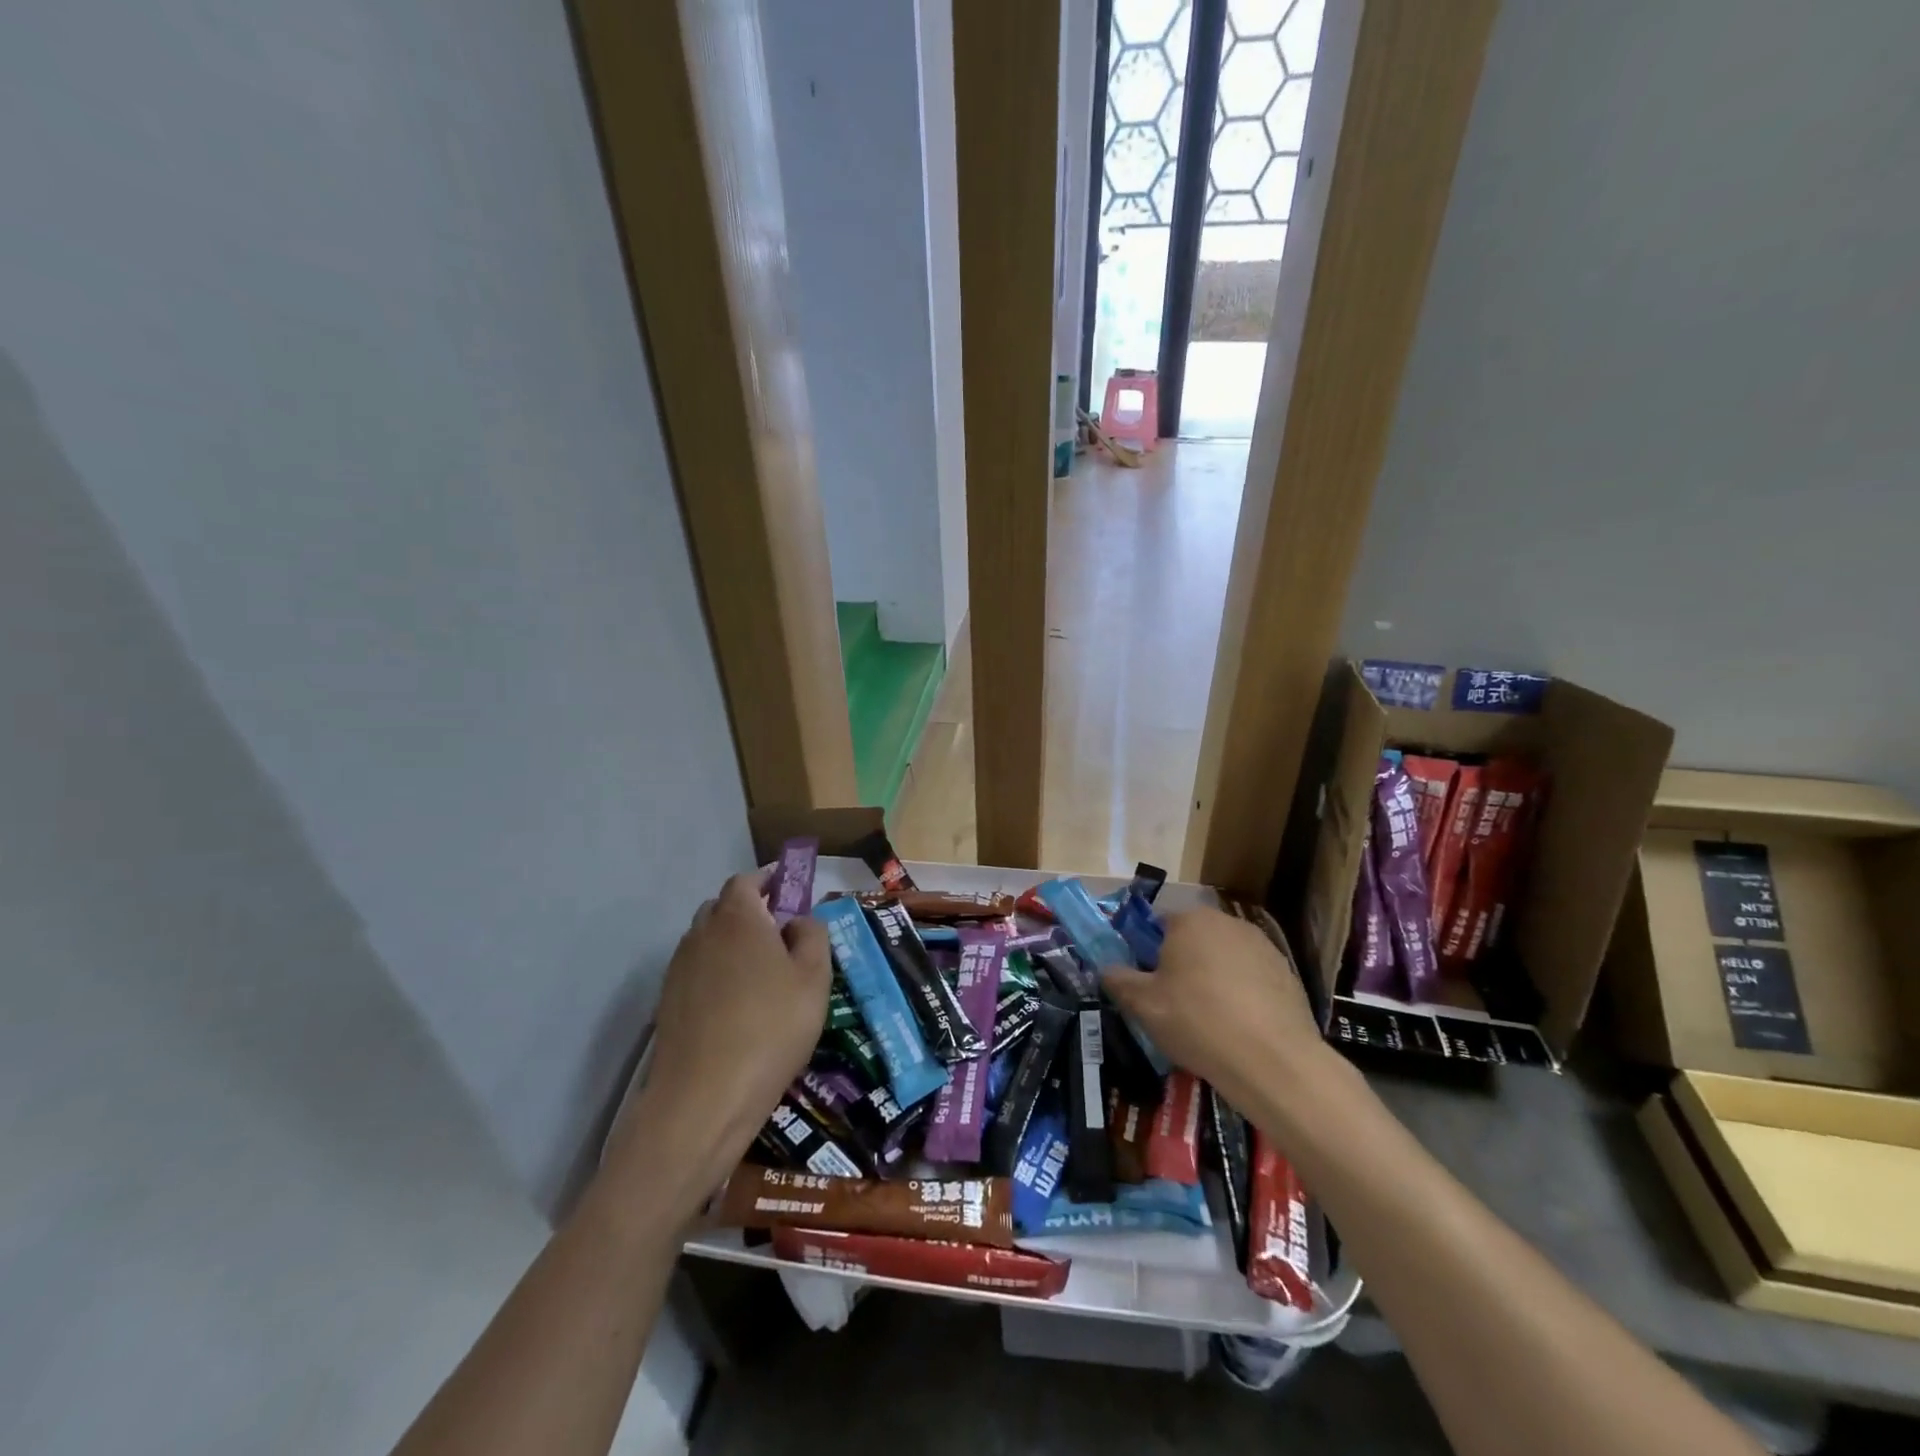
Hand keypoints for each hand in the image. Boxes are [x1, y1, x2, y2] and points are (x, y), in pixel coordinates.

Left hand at [606, 873, 829, 1213]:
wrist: (704, 1098)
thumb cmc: (771, 1027)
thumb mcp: (815, 978)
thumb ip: (813, 936)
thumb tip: (799, 920)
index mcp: (738, 918)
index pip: (746, 880)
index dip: (768, 880)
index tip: (789, 890)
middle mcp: (701, 933)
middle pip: (723, 907)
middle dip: (750, 911)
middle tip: (781, 935)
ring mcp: (679, 969)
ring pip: (707, 940)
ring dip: (731, 944)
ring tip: (761, 974)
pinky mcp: (668, 1003)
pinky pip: (697, 972)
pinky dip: (716, 974)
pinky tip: (737, 1006)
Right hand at [1102, 907, 1334, 1112]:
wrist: (1272, 1061)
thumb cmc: (1197, 1022)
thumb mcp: (1142, 1005)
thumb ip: (1118, 980)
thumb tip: (1106, 968)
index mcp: (1189, 920)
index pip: (1158, 923)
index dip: (1147, 952)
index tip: (1147, 983)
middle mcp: (1227, 922)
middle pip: (1193, 937)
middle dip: (1182, 963)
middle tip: (1173, 1002)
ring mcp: (1262, 945)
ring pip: (1224, 957)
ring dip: (1213, 976)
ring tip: (1209, 1018)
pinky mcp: (1287, 972)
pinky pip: (1252, 977)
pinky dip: (1242, 993)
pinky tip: (1240, 1026)